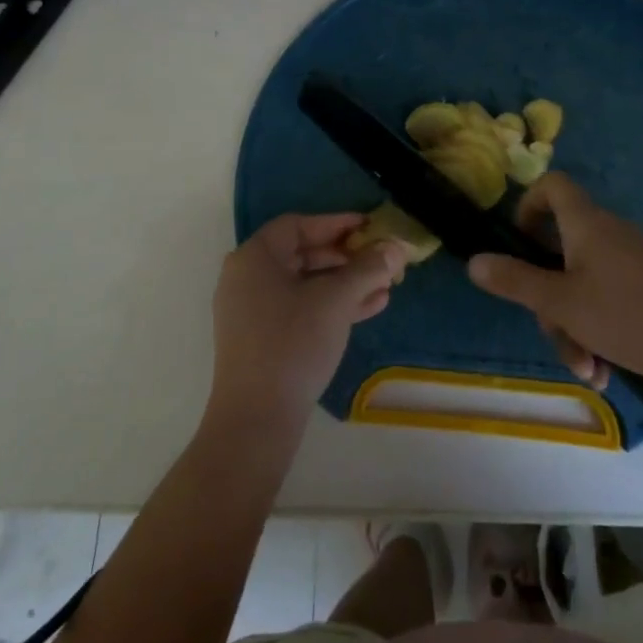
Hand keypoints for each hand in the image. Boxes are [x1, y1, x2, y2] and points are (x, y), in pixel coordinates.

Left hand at [208, 213, 405, 439]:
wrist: (257, 419)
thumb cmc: (293, 343)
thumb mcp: (336, 300)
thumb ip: (368, 268)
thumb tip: (396, 247)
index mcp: (254, 258)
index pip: (299, 225)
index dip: (336, 223)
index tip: (369, 227)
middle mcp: (247, 278)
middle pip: (303, 253)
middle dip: (347, 257)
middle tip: (381, 259)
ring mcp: (252, 311)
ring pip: (305, 284)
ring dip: (346, 283)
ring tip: (386, 286)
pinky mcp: (262, 339)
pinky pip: (300, 308)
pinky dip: (331, 305)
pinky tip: (370, 308)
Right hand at [468, 173, 642, 393]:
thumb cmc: (628, 317)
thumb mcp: (561, 304)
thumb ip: (515, 281)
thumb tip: (474, 261)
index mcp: (586, 223)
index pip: (551, 184)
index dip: (527, 205)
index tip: (519, 245)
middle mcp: (607, 232)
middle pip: (559, 249)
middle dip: (549, 298)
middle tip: (553, 332)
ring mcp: (629, 259)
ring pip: (580, 283)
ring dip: (573, 326)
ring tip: (587, 369)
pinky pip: (606, 297)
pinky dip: (597, 329)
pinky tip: (605, 369)